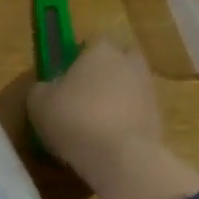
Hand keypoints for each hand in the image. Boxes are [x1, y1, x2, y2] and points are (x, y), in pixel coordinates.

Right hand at [28, 36, 163, 178]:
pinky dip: (125, 121)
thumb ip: (42, 88)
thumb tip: (49, 88)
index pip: (92, 42)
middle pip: (118, 60)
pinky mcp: (159, 118)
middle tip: (84, 95)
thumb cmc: (74, 119)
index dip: (79, 57)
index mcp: (101, 51)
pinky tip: (108, 140)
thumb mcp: (38, 102)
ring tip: (95, 123)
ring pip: (130, 87)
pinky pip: (137, 112)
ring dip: (116, 99)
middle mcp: (130, 63)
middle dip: (105, 73)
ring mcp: (149, 90)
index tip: (66, 76)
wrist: (120, 157)